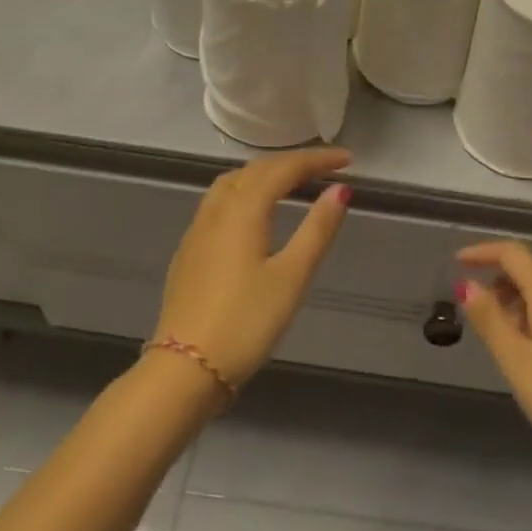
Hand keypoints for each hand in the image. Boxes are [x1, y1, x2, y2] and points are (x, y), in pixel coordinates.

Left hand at [154, 149, 351, 392]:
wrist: (184, 370)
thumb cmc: (246, 322)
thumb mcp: (292, 276)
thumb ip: (318, 229)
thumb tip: (341, 189)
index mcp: (243, 209)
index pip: (284, 169)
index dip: (317, 160)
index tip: (347, 160)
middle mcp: (217, 209)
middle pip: (256, 169)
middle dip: (292, 163)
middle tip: (325, 168)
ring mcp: (198, 230)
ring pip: (233, 182)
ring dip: (265, 174)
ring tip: (292, 183)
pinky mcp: (189, 251)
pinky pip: (220, 202)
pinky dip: (245, 192)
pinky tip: (254, 214)